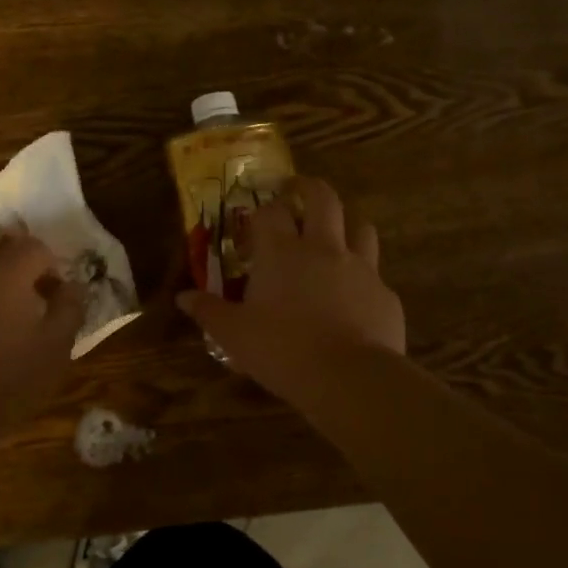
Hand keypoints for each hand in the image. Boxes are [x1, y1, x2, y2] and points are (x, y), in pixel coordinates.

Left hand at [0, 225, 86, 434]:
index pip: (36, 246)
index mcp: (6, 271)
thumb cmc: (4, 381)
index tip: (56, 294)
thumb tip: (72, 286)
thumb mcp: (54, 350)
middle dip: (16, 249)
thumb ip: (69, 310)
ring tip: (0, 295)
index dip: (52, 266)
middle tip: (29, 282)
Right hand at [176, 176, 406, 406]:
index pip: (269, 211)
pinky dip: (362, 277)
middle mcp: (323, 249)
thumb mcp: (233, 334)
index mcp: (281, 252)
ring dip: (346, 225)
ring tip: (333, 237)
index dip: (260, 211)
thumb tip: (183, 297)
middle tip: (297, 192)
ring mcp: (361, 268)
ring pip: (360, 227)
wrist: (350, 379)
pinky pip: (375, 274)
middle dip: (309, 188)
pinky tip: (353, 297)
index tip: (253, 222)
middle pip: (323, 199)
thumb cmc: (282, 350)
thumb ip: (209, 311)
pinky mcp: (385, 294)